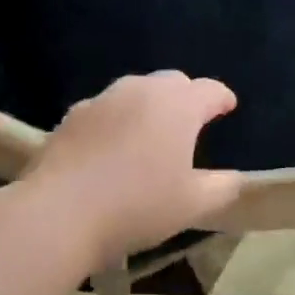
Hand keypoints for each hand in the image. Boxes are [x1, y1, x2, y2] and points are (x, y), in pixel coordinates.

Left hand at [25, 71, 242, 270]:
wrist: (59, 212)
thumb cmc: (137, 206)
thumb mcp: (192, 205)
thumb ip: (222, 187)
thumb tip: (235, 177)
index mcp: (178, 106)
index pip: (210, 90)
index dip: (222, 98)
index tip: (228, 106)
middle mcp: (142, 90)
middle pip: (173, 82)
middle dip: (186, 96)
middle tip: (190, 122)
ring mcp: (104, 98)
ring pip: (136, 91)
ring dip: (149, 105)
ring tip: (150, 133)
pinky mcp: (73, 114)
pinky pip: (106, 108)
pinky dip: (117, 119)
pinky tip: (112, 146)